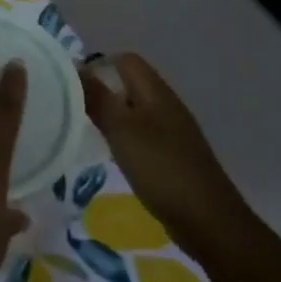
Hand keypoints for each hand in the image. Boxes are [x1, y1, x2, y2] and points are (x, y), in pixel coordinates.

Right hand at [81, 53, 253, 252]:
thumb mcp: (122, 130)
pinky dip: (124, 137)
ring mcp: (173, 131)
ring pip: (135, 110)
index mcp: (157, 92)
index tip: (72, 86)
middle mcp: (167, 105)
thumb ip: (97, 98)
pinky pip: (143, 133)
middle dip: (101, 91)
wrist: (208, 220)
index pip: (126, 60)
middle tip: (73, 109)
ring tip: (86, 130)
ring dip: (112, 115)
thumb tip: (75, 68)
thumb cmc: (161, 168)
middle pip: (130, 83)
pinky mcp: (173, 155)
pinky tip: (112, 154)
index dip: (98, 65)